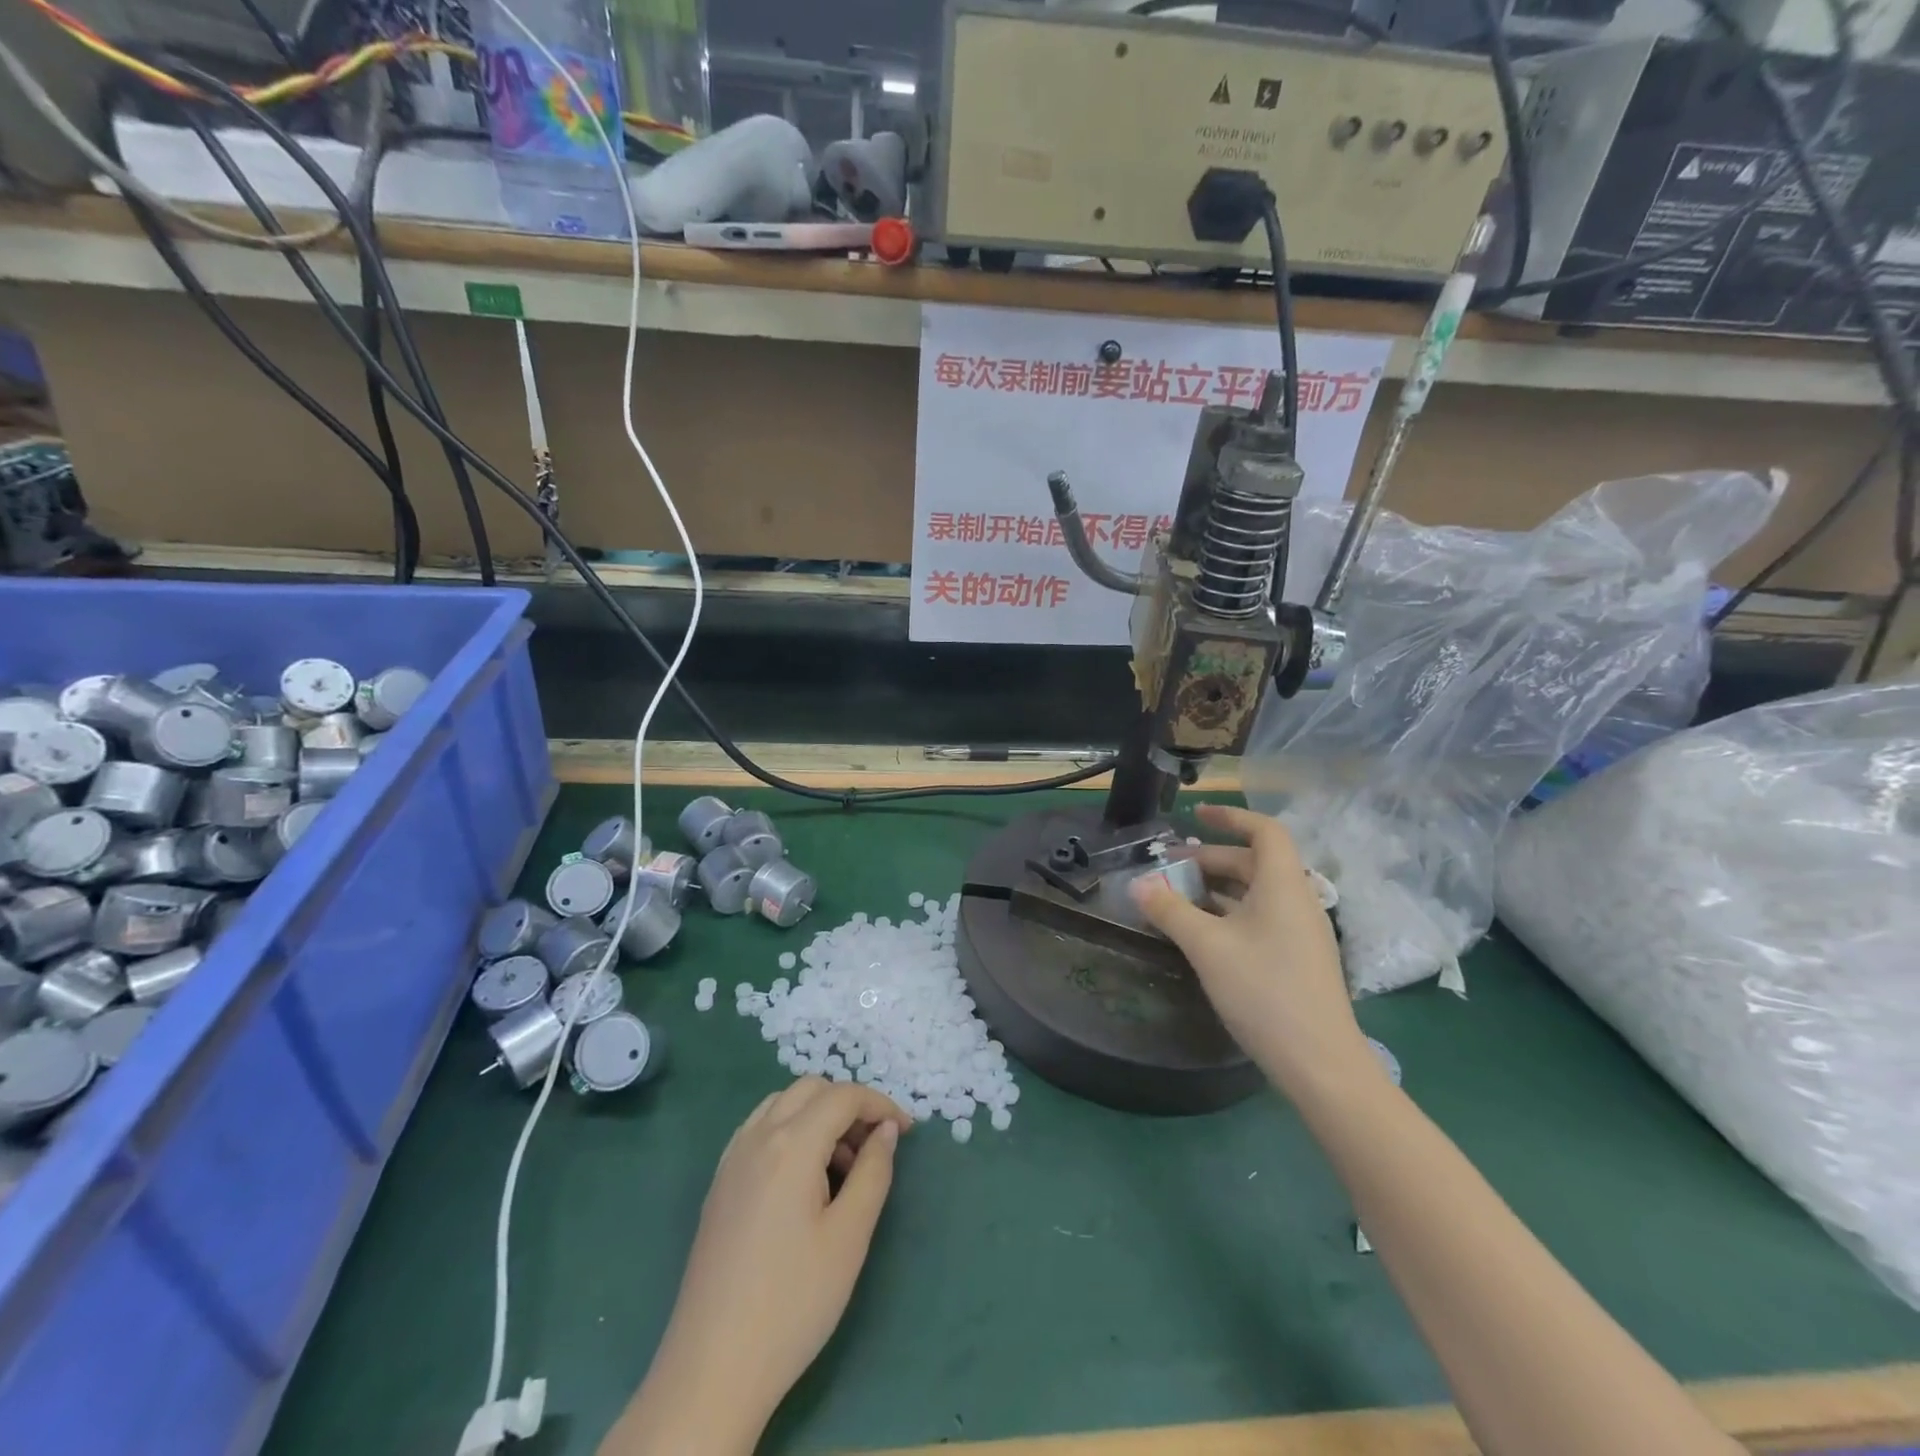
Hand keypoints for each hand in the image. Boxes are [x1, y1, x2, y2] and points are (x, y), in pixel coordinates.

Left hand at [601, 1079, 911, 1455]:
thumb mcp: (849, 1237)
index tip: (907, 1131)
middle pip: (811, 1089)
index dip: (880, 1104)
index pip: (843, 1096)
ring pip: (783, 1104)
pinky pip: (760, 1129)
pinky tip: (803, 1177)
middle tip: (874, 1147)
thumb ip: (873, 1172)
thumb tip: (887, 1130)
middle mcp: (757, 1136)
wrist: (713, 1369)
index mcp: (790, 1144)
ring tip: (841, 1166)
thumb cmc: (793, 1302)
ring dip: (818, 1115)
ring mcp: (732, 1158)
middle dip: (849, 1105)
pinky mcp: (720, 1183)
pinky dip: (790, 1130)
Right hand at [1131, 804, 1368, 1091]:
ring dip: (1218, 887)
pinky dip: (1229, 912)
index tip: (1196, 816)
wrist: (1321, 1065)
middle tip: (1170, 865)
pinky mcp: (1298, 958)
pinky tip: (1202, 931)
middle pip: (1255, 862)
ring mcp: (1301, 932)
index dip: (1231, 817)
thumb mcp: (1207, 946)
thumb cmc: (1264, 992)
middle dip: (1211, 858)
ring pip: (1256, 892)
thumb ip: (1170, 910)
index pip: (1264, 831)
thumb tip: (1138, 883)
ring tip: (1177, 896)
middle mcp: (1297, 901)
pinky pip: (1261, 917)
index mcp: (1283, 885)